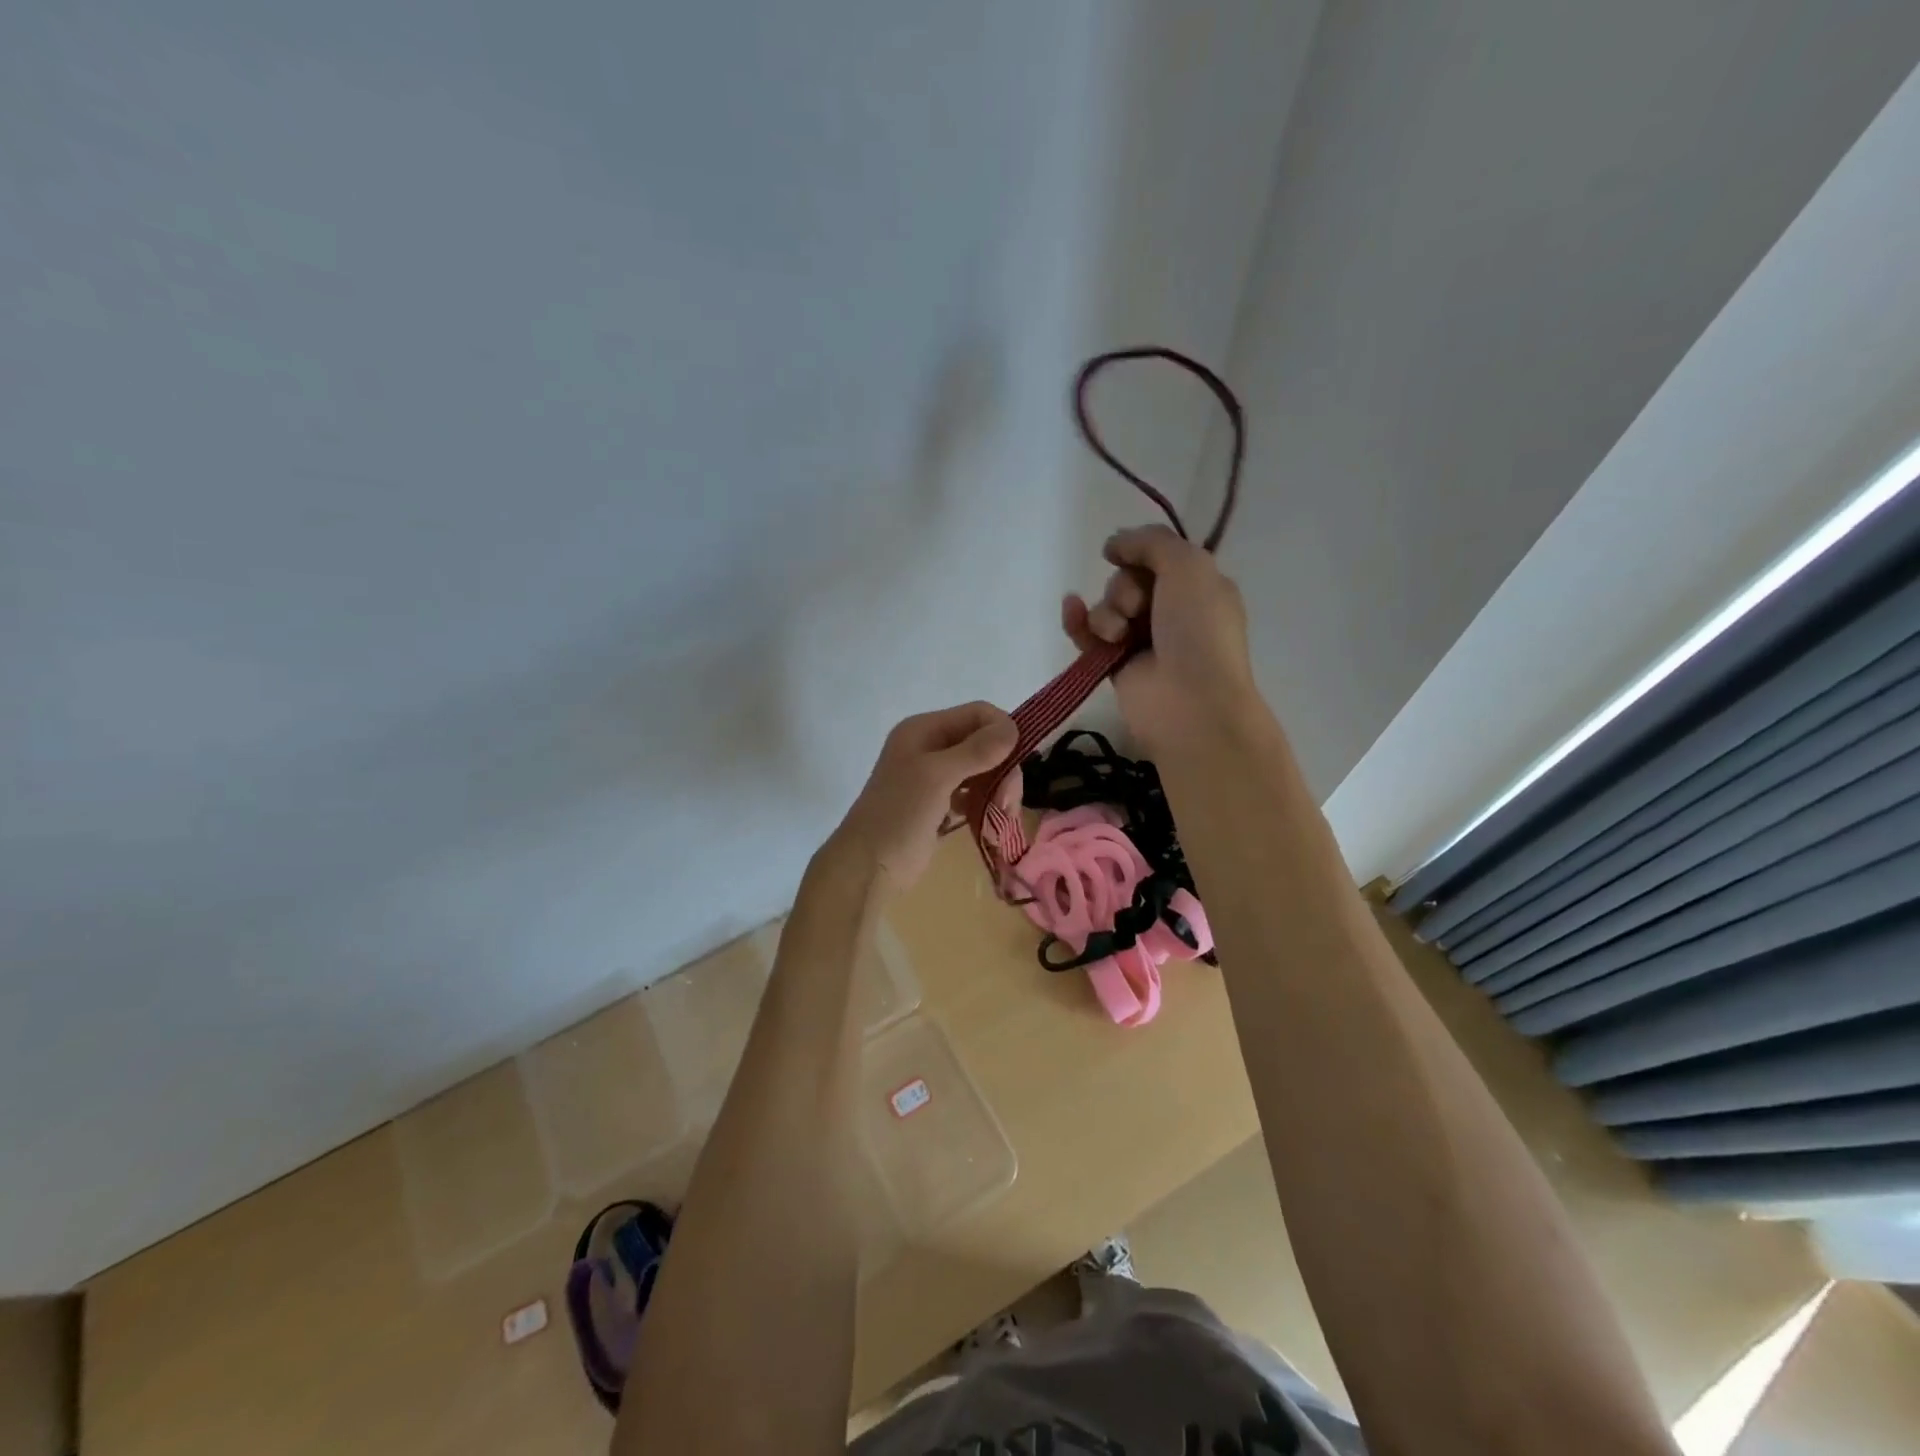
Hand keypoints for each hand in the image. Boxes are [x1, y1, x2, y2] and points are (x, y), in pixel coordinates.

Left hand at [832, 702, 1017, 886]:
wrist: (867, 867)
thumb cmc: (899, 814)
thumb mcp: (937, 776)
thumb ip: (976, 751)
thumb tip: (1013, 728)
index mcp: (924, 729)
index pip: (977, 714)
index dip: (1002, 731)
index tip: (1018, 762)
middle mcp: (930, 747)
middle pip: (984, 743)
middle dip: (1003, 768)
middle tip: (1008, 801)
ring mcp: (934, 777)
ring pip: (982, 770)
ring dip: (998, 789)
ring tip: (1002, 816)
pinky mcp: (940, 805)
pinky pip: (973, 794)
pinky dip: (986, 804)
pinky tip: (990, 822)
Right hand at [1062, 525, 1257, 748]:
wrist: (1190, 702)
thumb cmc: (1197, 630)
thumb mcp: (1189, 566)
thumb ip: (1152, 542)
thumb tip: (1114, 544)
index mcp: (1198, 588)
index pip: (1158, 558)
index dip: (1138, 553)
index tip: (1124, 555)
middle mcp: (1171, 612)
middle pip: (1127, 581)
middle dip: (1124, 588)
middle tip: (1136, 608)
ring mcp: (1142, 641)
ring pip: (1106, 607)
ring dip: (1106, 612)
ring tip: (1119, 634)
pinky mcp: (1115, 666)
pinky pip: (1088, 634)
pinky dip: (1078, 622)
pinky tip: (1071, 610)